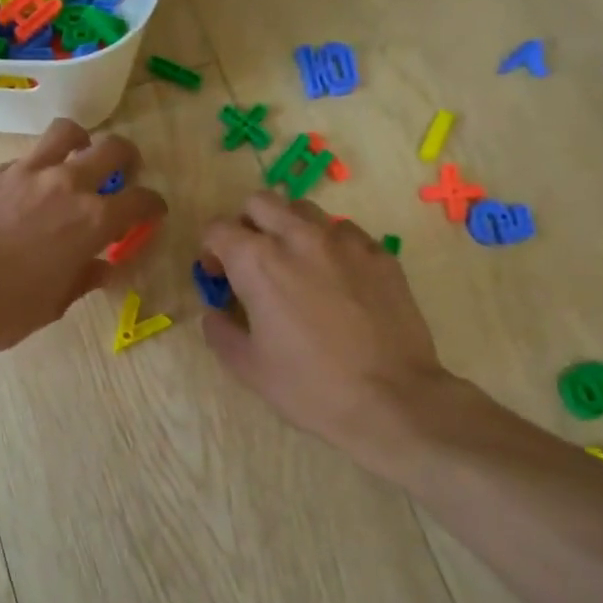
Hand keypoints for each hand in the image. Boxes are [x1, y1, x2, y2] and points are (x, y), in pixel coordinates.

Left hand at [0, 118, 166, 354]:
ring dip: (81, 142)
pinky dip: (34, 170)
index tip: (152, 212)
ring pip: (66, 133)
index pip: (141, 200)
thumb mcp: (55, 303)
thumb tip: (102, 267)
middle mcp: (66, 185)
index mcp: (92, 220)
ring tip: (77, 158)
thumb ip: (84, 277)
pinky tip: (24, 192)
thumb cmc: (6, 308)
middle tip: (122, 173)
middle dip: (127, 158)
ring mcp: (26, 172)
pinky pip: (23, 159)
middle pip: (112, 149)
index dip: (153, 206)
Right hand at [200, 193, 459, 463]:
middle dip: (247, 225)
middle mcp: (299, 238)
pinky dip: (329, 246)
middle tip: (251, 262)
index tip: (219, 277)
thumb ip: (220, 330)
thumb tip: (216, 313)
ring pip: (305, 210)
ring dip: (288, 229)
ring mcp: (345, 242)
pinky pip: (345, 232)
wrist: (392, 400)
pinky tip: (336, 282)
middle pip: (261, 202)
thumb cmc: (309, 386)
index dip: (210, 250)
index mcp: (258, 262)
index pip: (218, 228)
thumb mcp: (247, 366)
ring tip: (295, 267)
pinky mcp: (380, 254)